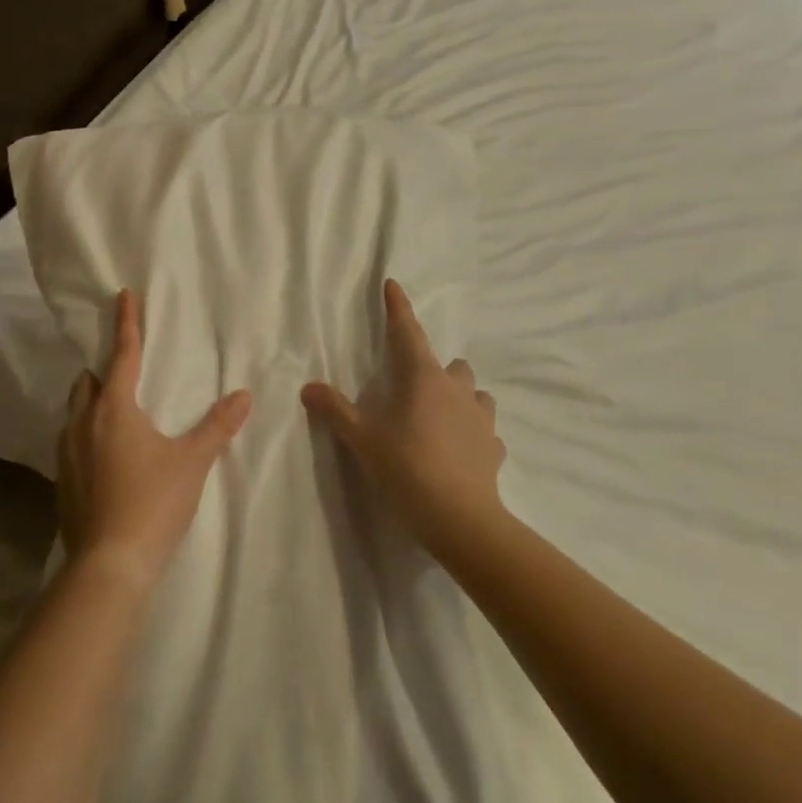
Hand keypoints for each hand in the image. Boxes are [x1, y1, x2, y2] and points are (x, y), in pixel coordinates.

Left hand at [56, 289, 252, 587]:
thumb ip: (218, 426)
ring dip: (91, 401)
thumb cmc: (153, 503)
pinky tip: (103, 453)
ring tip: (114, 408)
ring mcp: (66, 455)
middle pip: (88, 382)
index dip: (126, 323)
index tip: (123, 294)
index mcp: (114, 409)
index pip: (122, 355)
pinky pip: (70, 441)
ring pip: (74, 412)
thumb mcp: (192, 462)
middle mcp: (82, 424)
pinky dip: (85, 432)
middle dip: (104, 369)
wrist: (109, 566)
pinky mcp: (62, 483)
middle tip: (125, 368)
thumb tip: (244, 395)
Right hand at [301, 279, 506, 555]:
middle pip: (449, 363)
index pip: (407, 332)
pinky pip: (484, 429)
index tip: (393, 284)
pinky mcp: (493, 446)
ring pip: (473, 392)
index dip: (398, 308)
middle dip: (433, 367)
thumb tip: (308, 387)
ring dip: (458, 396)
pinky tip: (460, 449)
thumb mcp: (362, 439)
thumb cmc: (406, 468)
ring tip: (440, 416)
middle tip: (412, 388)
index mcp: (422, 378)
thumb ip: (335, 410)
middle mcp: (456, 389)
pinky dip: (472, 431)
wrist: (460, 518)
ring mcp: (480, 417)